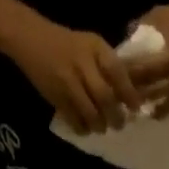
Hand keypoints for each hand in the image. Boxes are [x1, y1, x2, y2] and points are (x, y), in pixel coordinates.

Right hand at [6, 17, 141, 133]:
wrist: (31, 40)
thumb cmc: (67, 44)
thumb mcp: (90, 45)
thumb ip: (107, 64)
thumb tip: (128, 92)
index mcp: (95, 48)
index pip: (117, 72)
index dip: (129, 93)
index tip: (136, 108)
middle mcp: (82, 63)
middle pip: (104, 96)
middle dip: (115, 115)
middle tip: (120, 125)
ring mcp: (67, 81)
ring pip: (89, 111)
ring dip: (99, 125)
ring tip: (102, 128)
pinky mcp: (55, 96)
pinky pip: (73, 118)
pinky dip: (82, 127)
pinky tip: (85, 129)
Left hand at [129, 2, 168, 116]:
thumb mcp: (162, 15)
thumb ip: (141, 26)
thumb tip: (122, 39)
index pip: (143, 73)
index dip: (127, 78)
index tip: (113, 79)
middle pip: (150, 93)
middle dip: (134, 96)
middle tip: (119, 98)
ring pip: (161, 106)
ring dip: (146, 107)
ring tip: (132, 108)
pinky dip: (161, 110)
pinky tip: (150, 110)